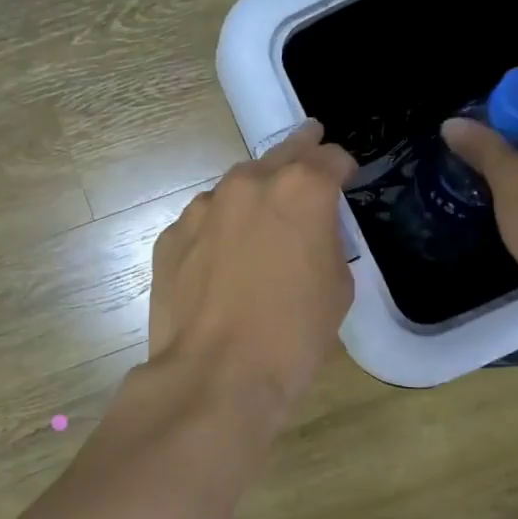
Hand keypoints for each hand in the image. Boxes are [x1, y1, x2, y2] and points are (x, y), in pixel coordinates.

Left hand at [147, 122, 357, 416]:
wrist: (216, 375)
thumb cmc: (293, 336)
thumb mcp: (337, 288)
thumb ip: (328, 242)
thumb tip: (310, 234)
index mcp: (301, 190)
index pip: (331, 158)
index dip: (343, 168)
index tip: (346, 179)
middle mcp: (249, 184)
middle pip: (280, 154)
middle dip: (300, 151)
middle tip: (309, 143)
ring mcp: (203, 208)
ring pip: (236, 187)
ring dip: (254, 195)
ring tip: (260, 221)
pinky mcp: (171, 236)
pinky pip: (204, 221)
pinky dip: (218, 229)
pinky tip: (221, 261)